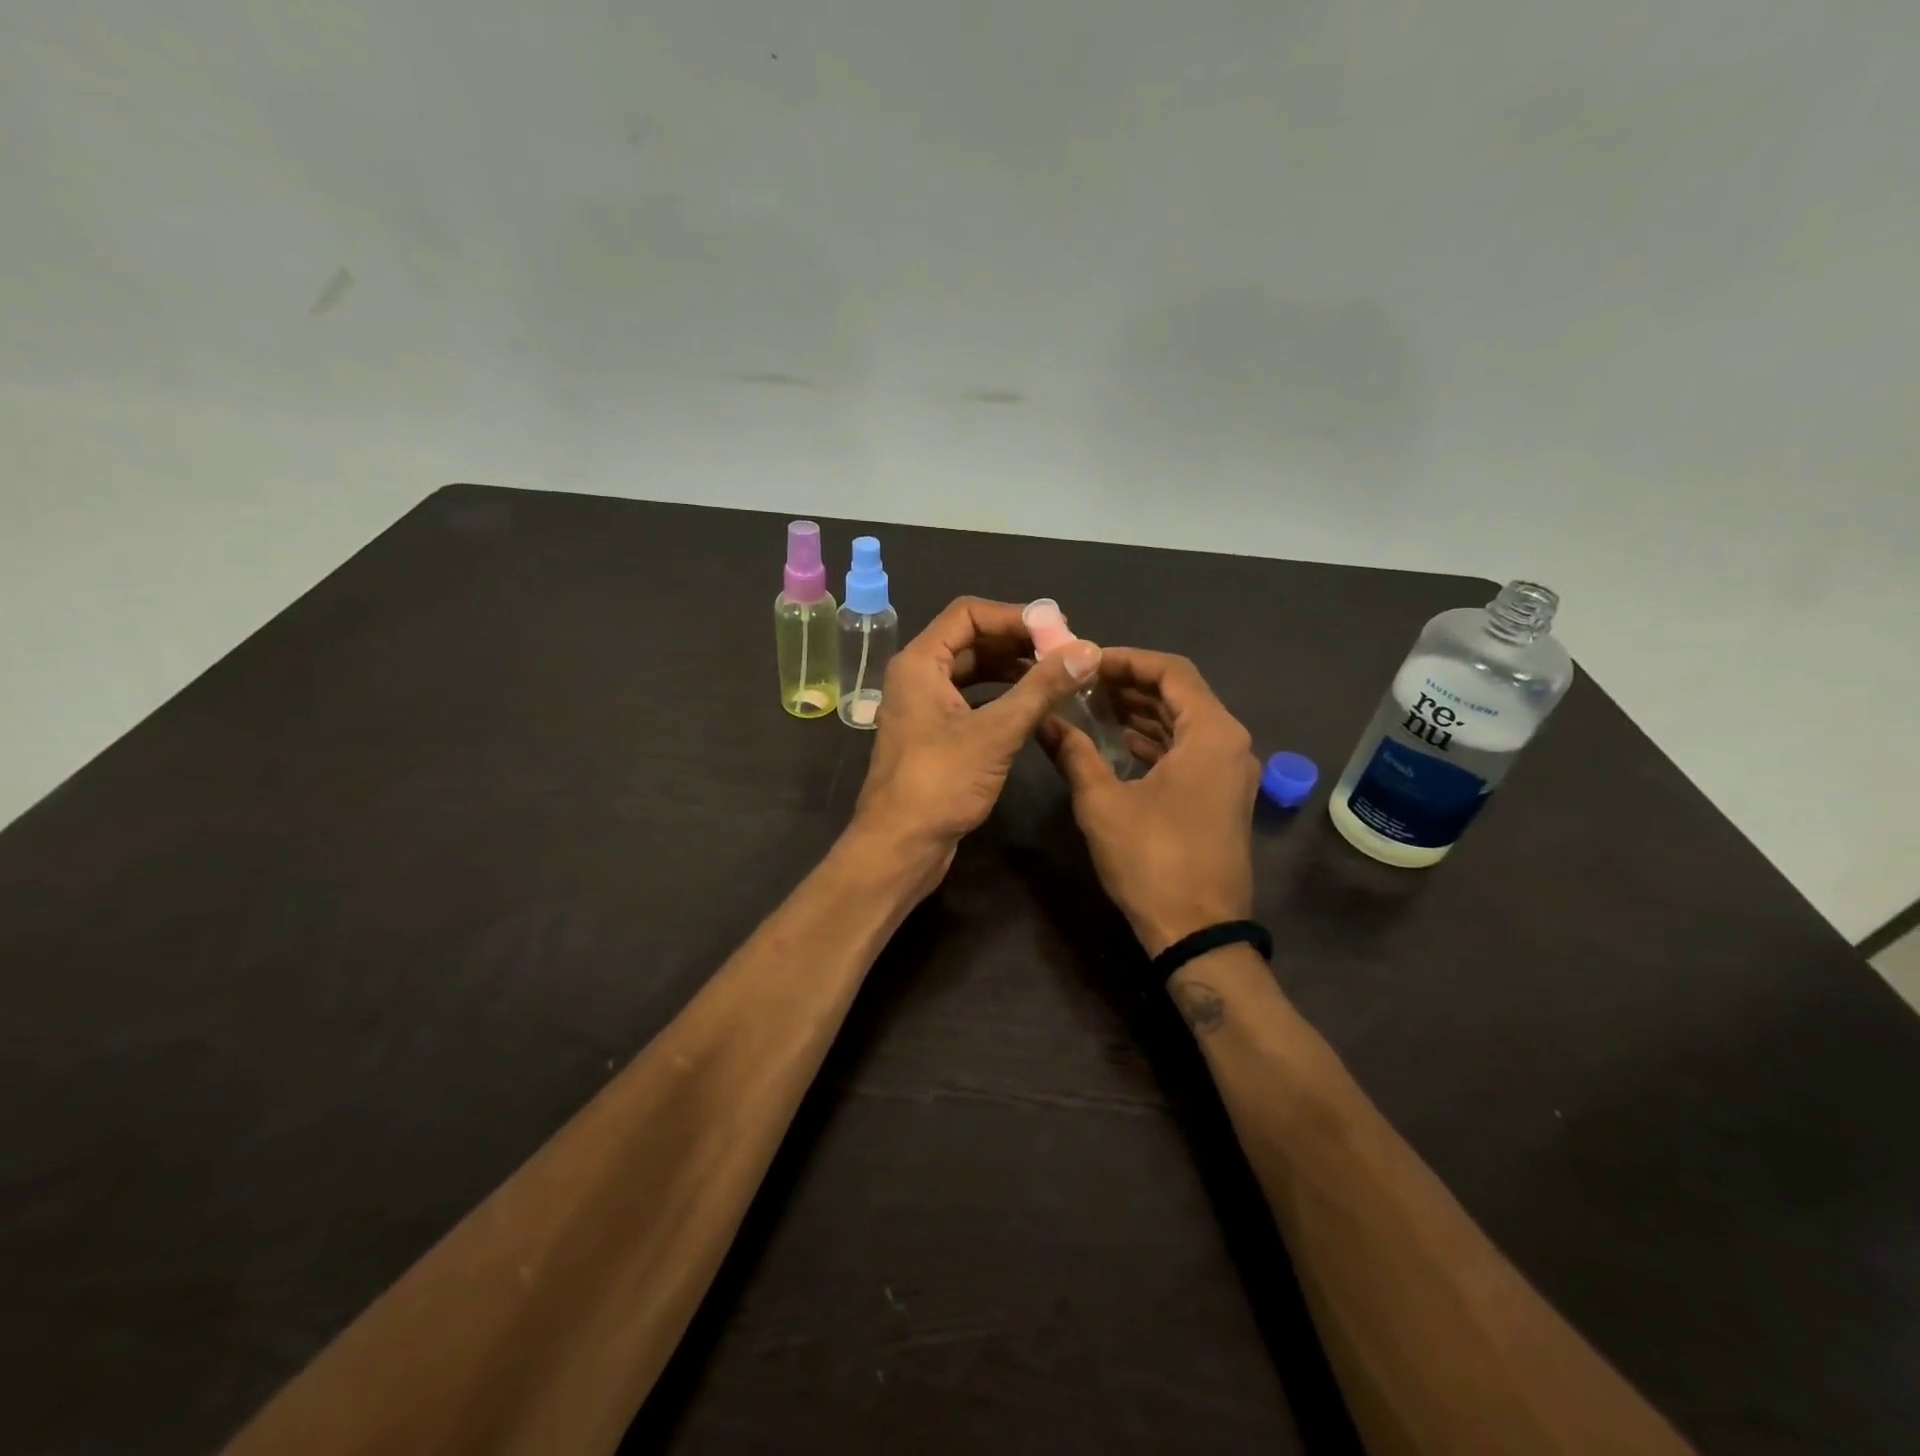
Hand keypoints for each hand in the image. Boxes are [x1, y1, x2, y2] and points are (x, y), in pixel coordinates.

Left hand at [851, 597, 1101, 891]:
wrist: (900, 847)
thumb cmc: (940, 784)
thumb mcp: (996, 732)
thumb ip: (1041, 689)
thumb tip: (1087, 651)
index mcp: (920, 662)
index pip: (968, 614)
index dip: (1014, 616)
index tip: (1059, 629)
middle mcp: (918, 676)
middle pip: (972, 640)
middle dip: (1019, 643)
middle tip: (1066, 653)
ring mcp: (925, 707)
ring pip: (974, 672)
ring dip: (1014, 670)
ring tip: (1058, 677)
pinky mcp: (936, 735)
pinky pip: (972, 700)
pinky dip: (1003, 697)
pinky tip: (1034, 707)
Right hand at [1039, 648, 1259, 955]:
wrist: (1198, 931)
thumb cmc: (1152, 860)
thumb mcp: (1102, 803)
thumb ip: (1073, 753)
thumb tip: (1043, 722)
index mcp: (1211, 734)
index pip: (1171, 671)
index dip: (1126, 660)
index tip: (1086, 663)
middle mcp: (1230, 743)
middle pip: (1180, 694)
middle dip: (1131, 684)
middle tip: (1083, 683)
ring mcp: (1231, 772)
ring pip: (1185, 723)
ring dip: (1142, 712)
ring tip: (1093, 706)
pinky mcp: (1223, 796)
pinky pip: (1189, 750)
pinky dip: (1155, 740)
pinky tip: (1119, 742)